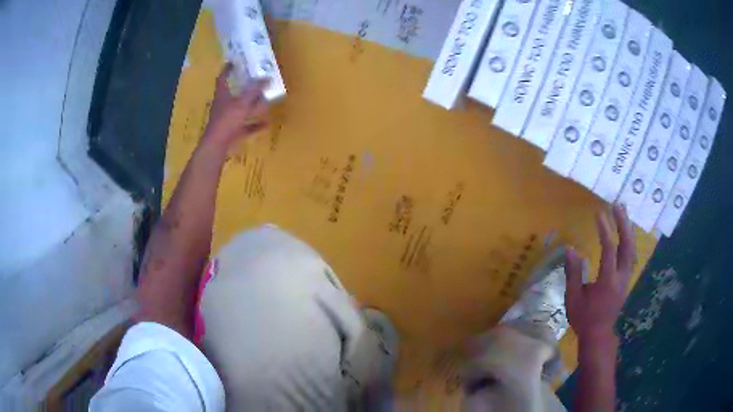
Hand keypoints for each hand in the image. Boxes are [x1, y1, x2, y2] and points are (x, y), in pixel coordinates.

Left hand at [203, 63, 268, 150]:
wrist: (217, 146)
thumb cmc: (226, 121)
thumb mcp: (242, 104)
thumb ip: (253, 91)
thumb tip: (266, 77)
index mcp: (222, 95)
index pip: (222, 78)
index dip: (227, 69)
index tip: (233, 62)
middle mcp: (223, 106)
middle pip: (234, 94)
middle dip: (244, 88)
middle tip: (256, 81)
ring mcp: (227, 120)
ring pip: (240, 110)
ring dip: (251, 106)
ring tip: (265, 100)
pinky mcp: (232, 132)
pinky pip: (245, 126)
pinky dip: (255, 124)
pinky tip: (266, 123)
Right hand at [565, 205, 635, 343]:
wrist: (598, 334)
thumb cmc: (584, 318)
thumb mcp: (573, 298)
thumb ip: (573, 273)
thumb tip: (570, 248)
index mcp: (607, 281)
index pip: (609, 249)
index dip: (604, 230)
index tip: (598, 214)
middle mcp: (621, 277)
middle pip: (627, 246)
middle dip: (623, 224)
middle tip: (617, 206)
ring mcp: (626, 278)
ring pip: (632, 250)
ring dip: (628, 230)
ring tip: (623, 213)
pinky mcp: (626, 280)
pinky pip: (631, 256)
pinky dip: (629, 240)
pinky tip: (625, 233)